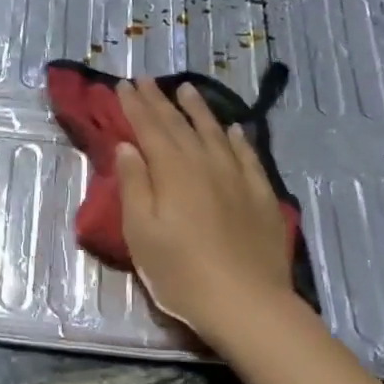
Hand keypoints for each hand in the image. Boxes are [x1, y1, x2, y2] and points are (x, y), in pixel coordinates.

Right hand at [115, 79, 295, 346]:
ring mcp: (238, 177)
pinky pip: (248, 155)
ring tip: (186, 89)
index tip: (123, 84)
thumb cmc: (181, 273)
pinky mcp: (261, 195)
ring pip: (215, 132)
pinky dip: (238, 137)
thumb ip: (134, 186)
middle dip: (159, 100)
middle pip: (179, 125)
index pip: (149, 128)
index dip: (134, 105)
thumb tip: (128, 147)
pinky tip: (235, 128)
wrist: (247, 303)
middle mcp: (205, 163)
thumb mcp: (141, 233)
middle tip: (146, 79)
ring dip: (198, 109)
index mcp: (172, 171)